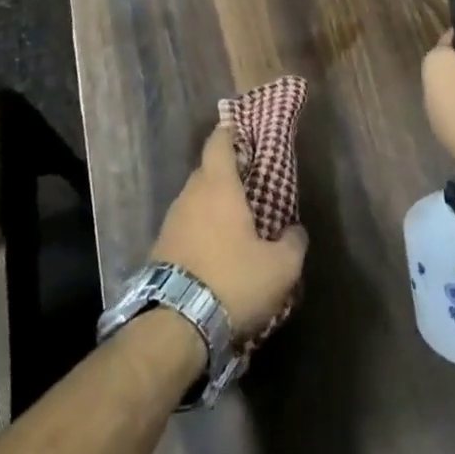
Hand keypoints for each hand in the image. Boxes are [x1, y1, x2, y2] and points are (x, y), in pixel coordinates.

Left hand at [150, 127, 307, 341]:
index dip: (230, 131)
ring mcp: (171, 221)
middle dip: (226, 172)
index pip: (219, 142)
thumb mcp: (280, 268)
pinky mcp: (160, 249)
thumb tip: (295, 231)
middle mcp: (190, 195)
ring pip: (195, 199)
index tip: (241, 128)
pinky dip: (200, 228)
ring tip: (235, 219)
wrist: (174, 326)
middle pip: (207, 170)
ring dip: (212, 203)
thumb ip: (293, 243)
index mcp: (218, 186)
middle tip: (249, 181)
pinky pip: (185, 225)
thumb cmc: (232, 282)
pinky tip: (215, 249)